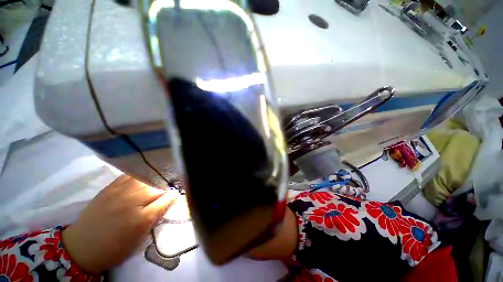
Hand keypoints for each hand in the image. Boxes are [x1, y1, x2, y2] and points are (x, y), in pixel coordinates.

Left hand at [62, 175, 174, 273]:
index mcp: (141, 218)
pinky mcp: (109, 189)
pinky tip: (143, 176)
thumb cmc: (114, 248)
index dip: (173, 195)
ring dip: (154, 179)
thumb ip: (154, 217)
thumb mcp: (139, 238)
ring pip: (145, 179)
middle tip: (169, 186)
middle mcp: (132, 202)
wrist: (81, 247)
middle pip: (156, 187)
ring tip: (158, 180)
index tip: (176, 193)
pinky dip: (139, 175)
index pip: (165, 199)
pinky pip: (129, 176)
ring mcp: (119, 193)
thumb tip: (167, 202)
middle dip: (166, 186)